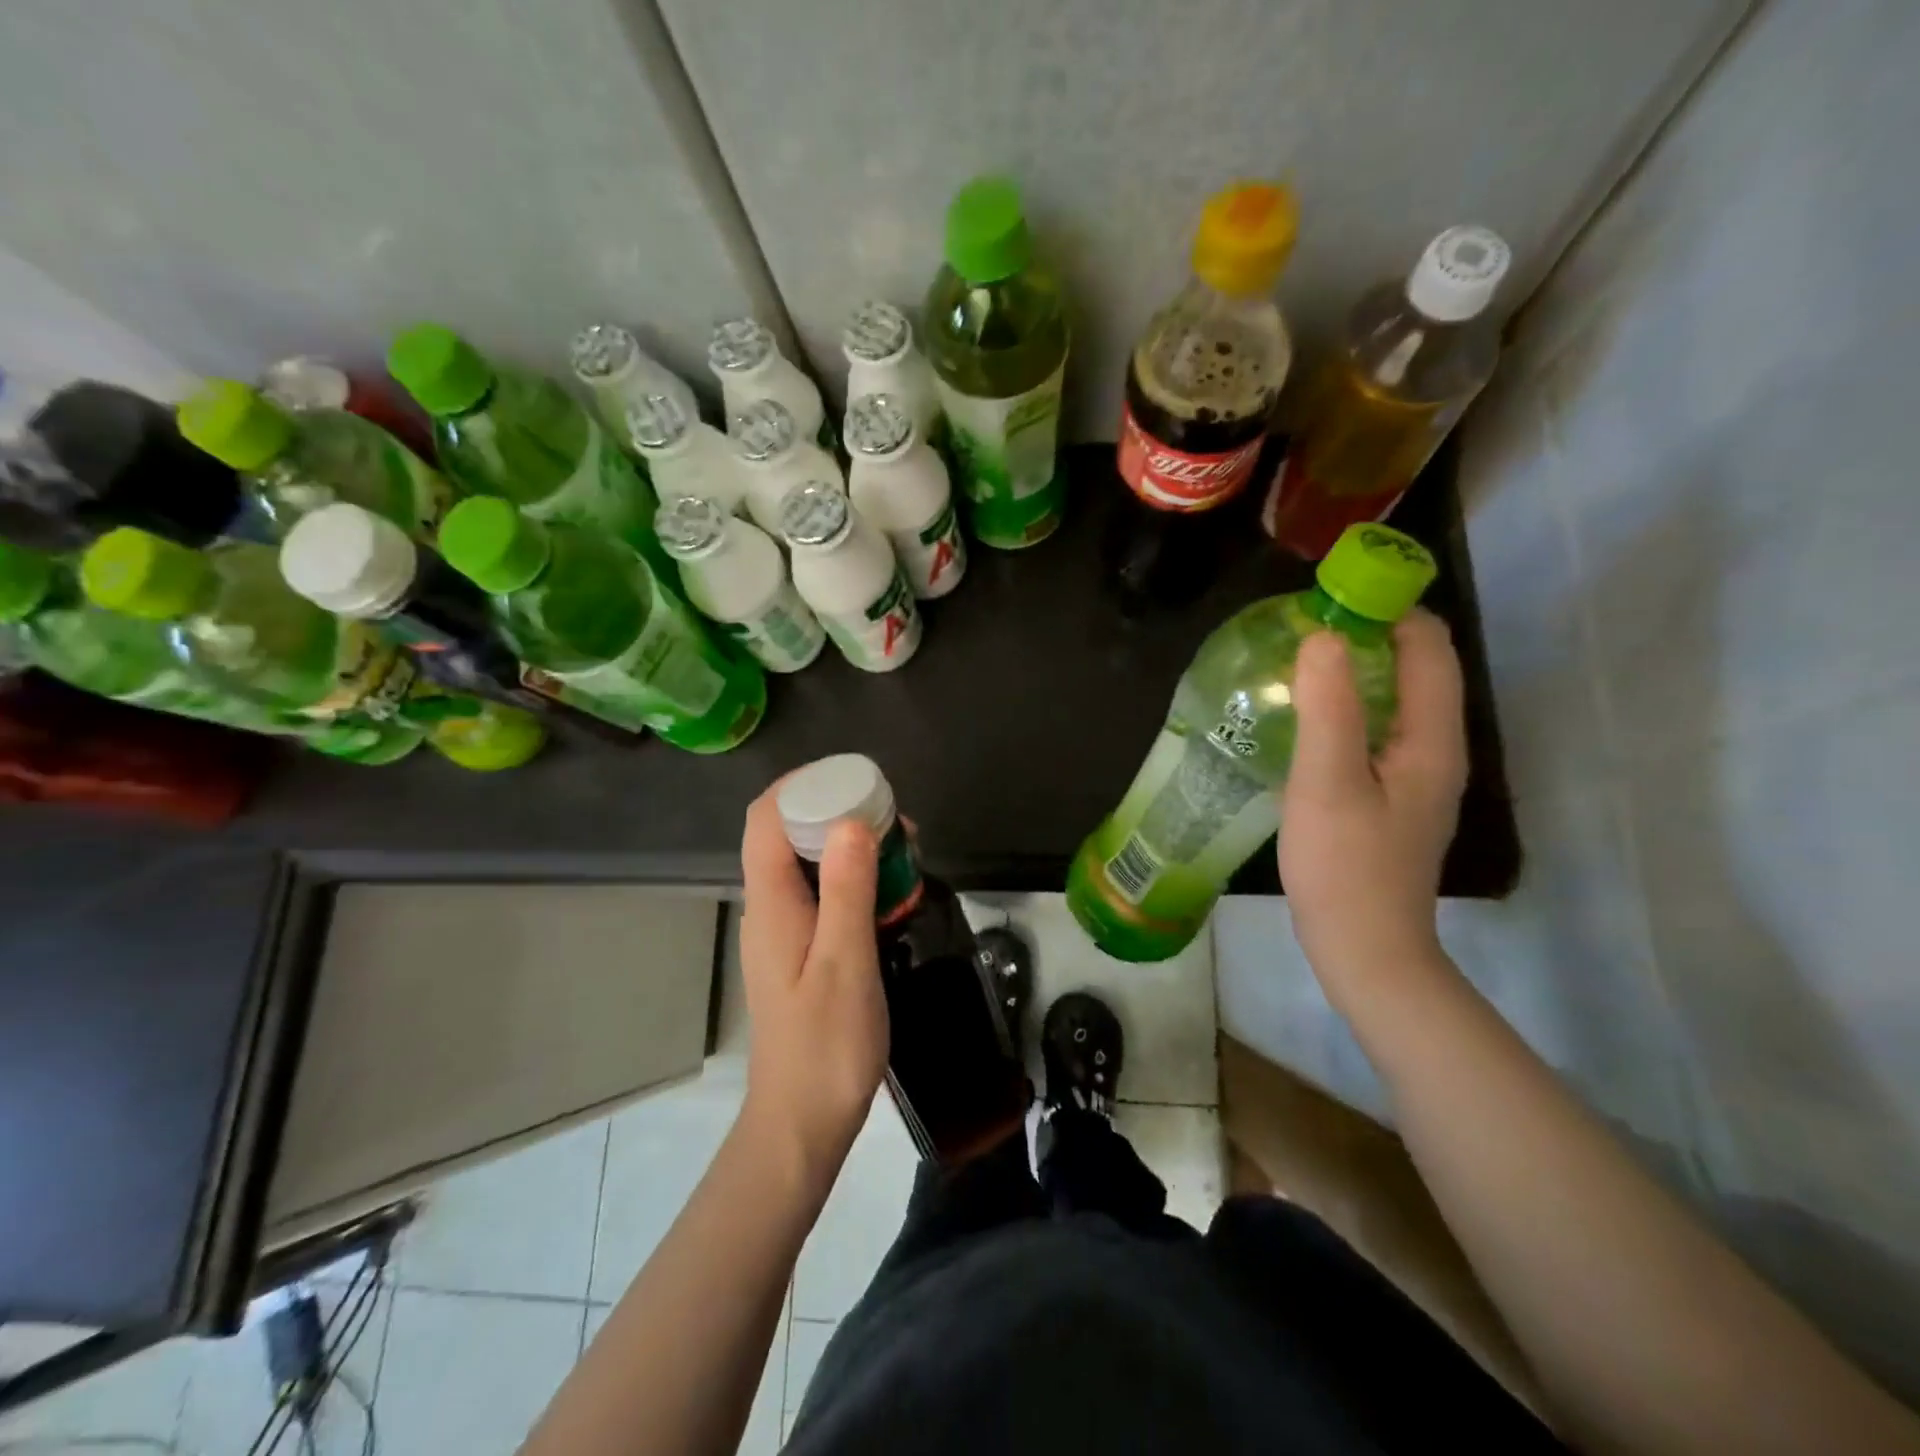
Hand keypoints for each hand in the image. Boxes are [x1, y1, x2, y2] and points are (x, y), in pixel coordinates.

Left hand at [736, 786, 888, 1192]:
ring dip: (850, 846)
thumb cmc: (826, 1045)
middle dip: (837, 812)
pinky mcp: (801, 951)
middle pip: (789, 835)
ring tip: (904, 850)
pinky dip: (854, 880)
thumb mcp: (845, 962)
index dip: (802, 785)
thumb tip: (851, 820)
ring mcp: (784, 931)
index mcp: (772, 903)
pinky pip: (823, 896)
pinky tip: (891, 894)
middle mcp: (770, 908)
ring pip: (810, 865)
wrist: (802, 1122)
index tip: (853, 778)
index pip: (767, 819)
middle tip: (894, 818)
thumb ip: (847, 889)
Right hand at [1279, 609, 1467, 1005]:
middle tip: (1302, 626)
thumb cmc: (1345, 866)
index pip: (1428, 646)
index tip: (1331, 595)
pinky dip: (1347, 708)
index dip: (1388, 609)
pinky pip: (1375, 731)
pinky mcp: (1390, 797)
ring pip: (1394, 700)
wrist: (1364, 949)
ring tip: (1297, 663)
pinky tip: (1304, 719)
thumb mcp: (1329, 782)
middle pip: (1415, 669)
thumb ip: (1330, 707)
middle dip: (1368, 635)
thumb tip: (1324, 635)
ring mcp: (1415, 777)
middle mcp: (1434, 750)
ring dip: (1355, 671)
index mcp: (1431, 739)